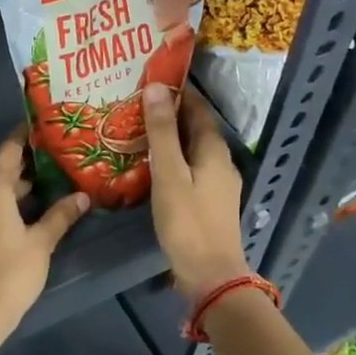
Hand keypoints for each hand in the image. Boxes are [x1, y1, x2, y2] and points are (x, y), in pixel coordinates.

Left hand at [0, 129, 88, 328]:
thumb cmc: (11, 272)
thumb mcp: (41, 242)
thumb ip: (61, 215)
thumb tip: (83, 196)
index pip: (9, 150)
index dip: (25, 136)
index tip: (43, 126)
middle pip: (1, 172)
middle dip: (27, 167)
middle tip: (57, 160)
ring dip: (16, 189)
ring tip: (48, 188)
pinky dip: (4, 205)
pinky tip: (26, 214)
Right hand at [142, 83, 249, 295]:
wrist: (210, 275)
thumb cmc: (187, 222)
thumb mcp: (168, 173)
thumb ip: (161, 132)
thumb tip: (156, 87)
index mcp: (214, 150)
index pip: (197, 108)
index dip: (177, 91)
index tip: (149, 79)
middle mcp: (221, 161)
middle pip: (195, 127)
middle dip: (169, 113)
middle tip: (135, 102)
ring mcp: (218, 183)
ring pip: (191, 148)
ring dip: (168, 136)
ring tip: (136, 129)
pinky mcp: (209, 200)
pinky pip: (190, 166)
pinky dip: (171, 157)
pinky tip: (150, 163)